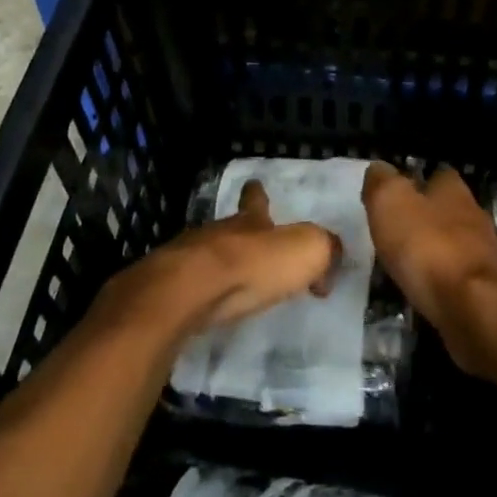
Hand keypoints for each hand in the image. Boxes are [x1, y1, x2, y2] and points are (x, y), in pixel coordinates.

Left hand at [102, 179, 341, 338]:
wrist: (186, 293)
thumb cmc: (250, 266)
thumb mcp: (307, 251)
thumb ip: (326, 250)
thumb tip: (329, 266)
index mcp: (250, 221)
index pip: (256, 200)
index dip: (258, 194)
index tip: (255, 186)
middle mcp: (217, 233)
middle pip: (230, 229)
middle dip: (241, 237)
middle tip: (253, 251)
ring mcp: (187, 259)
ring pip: (206, 256)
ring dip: (219, 267)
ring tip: (230, 285)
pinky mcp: (168, 290)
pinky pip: (189, 288)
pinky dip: (199, 296)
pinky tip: (205, 310)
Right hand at [363, 163, 496, 370]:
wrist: (474, 308)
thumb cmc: (429, 247)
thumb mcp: (391, 203)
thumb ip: (382, 182)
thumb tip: (378, 169)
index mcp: (453, 190)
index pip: (438, 174)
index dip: (416, 181)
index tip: (395, 195)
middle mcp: (473, 215)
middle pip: (447, 209)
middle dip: (424, 217)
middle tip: (394, 231)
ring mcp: (483, 254)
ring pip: (453, 243)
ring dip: (433, 250)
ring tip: (404, 263)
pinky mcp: (485, 289)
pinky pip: (457, 277)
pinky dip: (440, 280)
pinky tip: (423, 290)